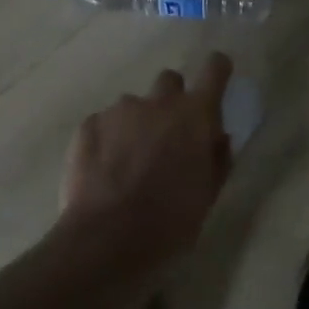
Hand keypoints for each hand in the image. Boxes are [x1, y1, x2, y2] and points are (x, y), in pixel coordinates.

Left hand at [58, 53, 234, 271]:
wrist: (106, 240)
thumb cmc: (169, 222)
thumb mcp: (207, 196)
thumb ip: (217, 159)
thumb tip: (219, 137)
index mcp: (194, 115)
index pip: (214, 68)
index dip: (217, 70)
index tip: (215, 79)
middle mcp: (158, 102)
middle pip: (170, 80)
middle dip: (171, 100)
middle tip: (167, 135)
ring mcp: (120, 110)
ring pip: (134, 104)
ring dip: (137, 123)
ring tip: (128, 162)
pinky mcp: (89, 124)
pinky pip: (104, 123)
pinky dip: (107, 139)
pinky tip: (103, 172)